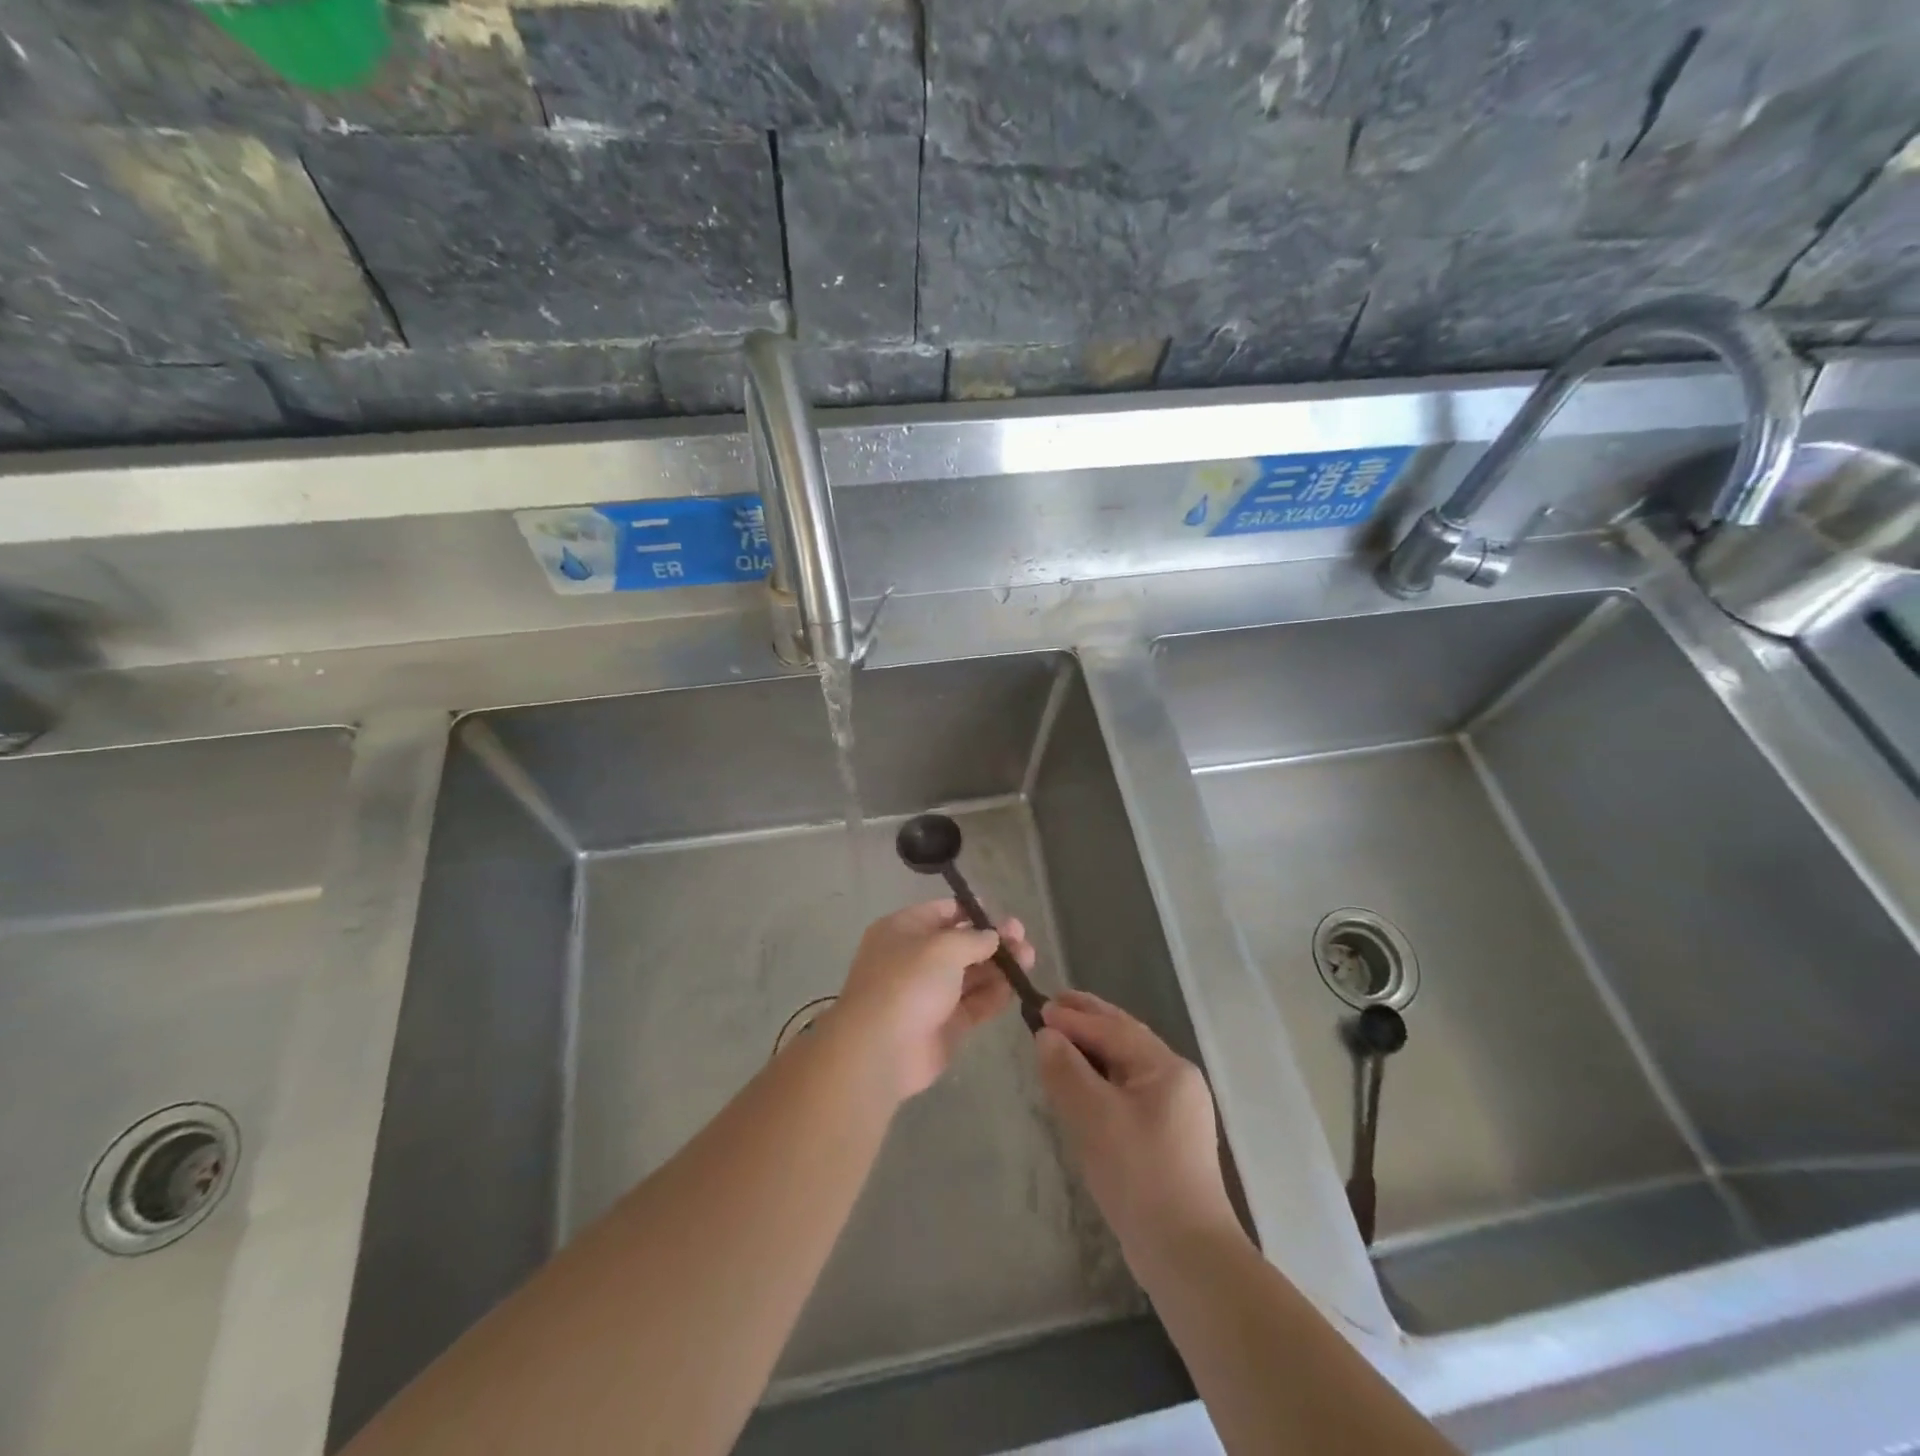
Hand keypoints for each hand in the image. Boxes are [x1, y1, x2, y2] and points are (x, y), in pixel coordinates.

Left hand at [830, 899, 1030, 1099]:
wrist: (881, 1049)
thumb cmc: (908, 982)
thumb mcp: (943, 947)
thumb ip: (974, 938)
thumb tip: (992, 937)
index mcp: (903, 930)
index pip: (942, 912)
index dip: (972, 912)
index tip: (1001, 915)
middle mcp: (915, 958)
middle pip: (960, 944)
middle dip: (992, 940)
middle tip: (1022, 938)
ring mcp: (929, 993)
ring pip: (970, 974)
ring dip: (999, 966)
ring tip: (1028, 959)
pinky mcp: (944, 1024)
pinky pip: (974, 1003)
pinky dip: (994, 995)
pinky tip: (1016, 987)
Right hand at [1037, 990, 1240, 1268]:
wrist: (1187, 1256)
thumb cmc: (1140, 1176)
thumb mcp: (1094, 1117)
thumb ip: (1066, 1070)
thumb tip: (1046, 1035)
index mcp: (1166, 1067)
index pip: (1113, 1028)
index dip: (1074, 1017)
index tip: (1038, 1007)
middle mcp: (1177, 1079)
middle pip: (1124, 1038)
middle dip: (1087, 1021)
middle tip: (1052, 1005)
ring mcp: (1176, 1109)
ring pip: (1126, 1065)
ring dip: (1092, 1049)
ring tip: (1060, 1040)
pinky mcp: (1167, 1136)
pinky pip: (1128, 1091)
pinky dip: (1101, 1078)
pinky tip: (1082, 1085)